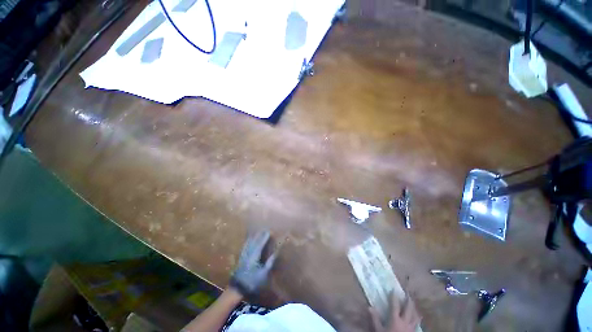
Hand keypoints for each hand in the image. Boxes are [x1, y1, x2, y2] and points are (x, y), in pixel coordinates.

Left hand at [230, 231, 276, 296]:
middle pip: (254, 241)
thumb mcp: (264, 273)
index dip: (265, 237)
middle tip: (264, 229)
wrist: (237, 289)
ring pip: (248, 243)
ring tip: (257, 231)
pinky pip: (245, 246)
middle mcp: (248, 253)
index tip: (269, 231)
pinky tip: (248, 240)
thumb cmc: (253, 281)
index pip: (260, 243)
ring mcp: (244, 255)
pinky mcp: (241, 258)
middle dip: (259, 235)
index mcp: (255, 256)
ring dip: (253, 236)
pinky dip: (247, 241)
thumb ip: (270, 262)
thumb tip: (276, 253)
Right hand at [369, 293, 420, 331]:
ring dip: (414, 308)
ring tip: (413, 303)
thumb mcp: (379, 330)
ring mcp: (411, 327)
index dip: (394, 297)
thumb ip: (375, 319)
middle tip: (407, 293)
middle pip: (408, 309)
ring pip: (415, 315)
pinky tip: (417, 316)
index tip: (393, 290)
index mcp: (395, 319)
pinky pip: (417, 323)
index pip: (395, 305)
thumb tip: (369, 307)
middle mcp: (405, 321)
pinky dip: (417, 318)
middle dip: (408, 300)